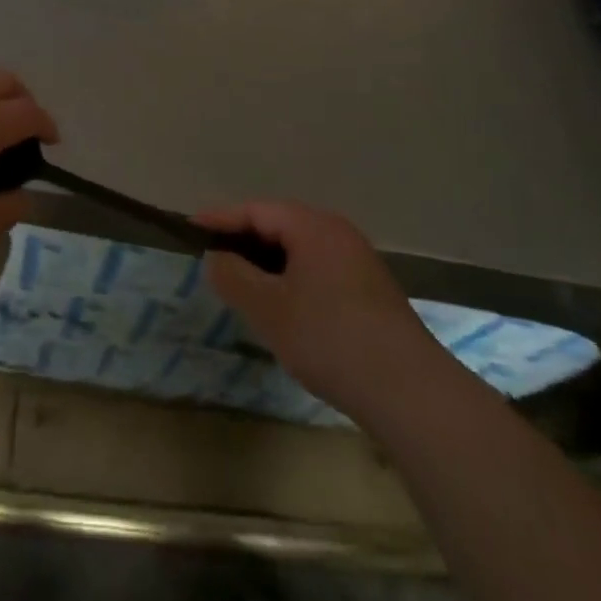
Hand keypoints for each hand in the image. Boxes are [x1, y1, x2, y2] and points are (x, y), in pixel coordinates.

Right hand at [196, 201, 439, 418]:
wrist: (409, 390)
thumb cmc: (329, 337)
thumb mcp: (269, 308)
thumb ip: (234, 277)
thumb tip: (216, 258)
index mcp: (313, 226)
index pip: (257, 211)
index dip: (221, 219)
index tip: (191, 228)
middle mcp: (338, 233)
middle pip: (280, 226)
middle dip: (245, 241)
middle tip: (213, 259)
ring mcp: (359, 262)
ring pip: (301, 252)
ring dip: (269, 264)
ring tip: (243, 286)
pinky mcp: (371, 292)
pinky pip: (319, 272)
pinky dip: (293, 281)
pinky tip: (285, 310)